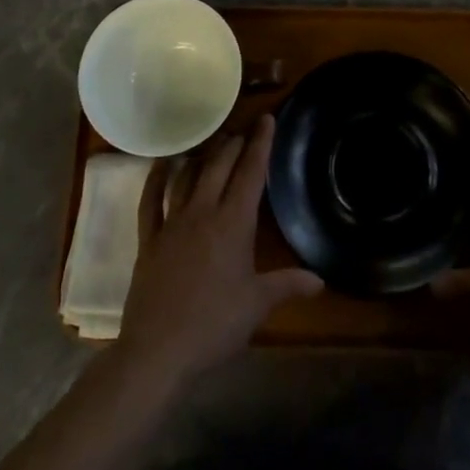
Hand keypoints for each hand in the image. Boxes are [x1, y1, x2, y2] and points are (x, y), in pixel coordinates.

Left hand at [116, 115, 322, 384]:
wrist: (158, 351)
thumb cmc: (214, 325)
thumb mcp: (257, 305)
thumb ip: (288, 285)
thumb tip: (321, 281)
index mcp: (233, 224)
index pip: (251, 173)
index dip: (260, 144)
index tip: (266, 119)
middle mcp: (202, 213)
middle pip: (219, 166)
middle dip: (233, 144)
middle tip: (243, 131)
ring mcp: (172, 224)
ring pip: (188, 177)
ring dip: (201, 157)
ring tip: (212, 144)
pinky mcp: (149, 239)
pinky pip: (151, 200)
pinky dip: (157, 179)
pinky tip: (163, 166)